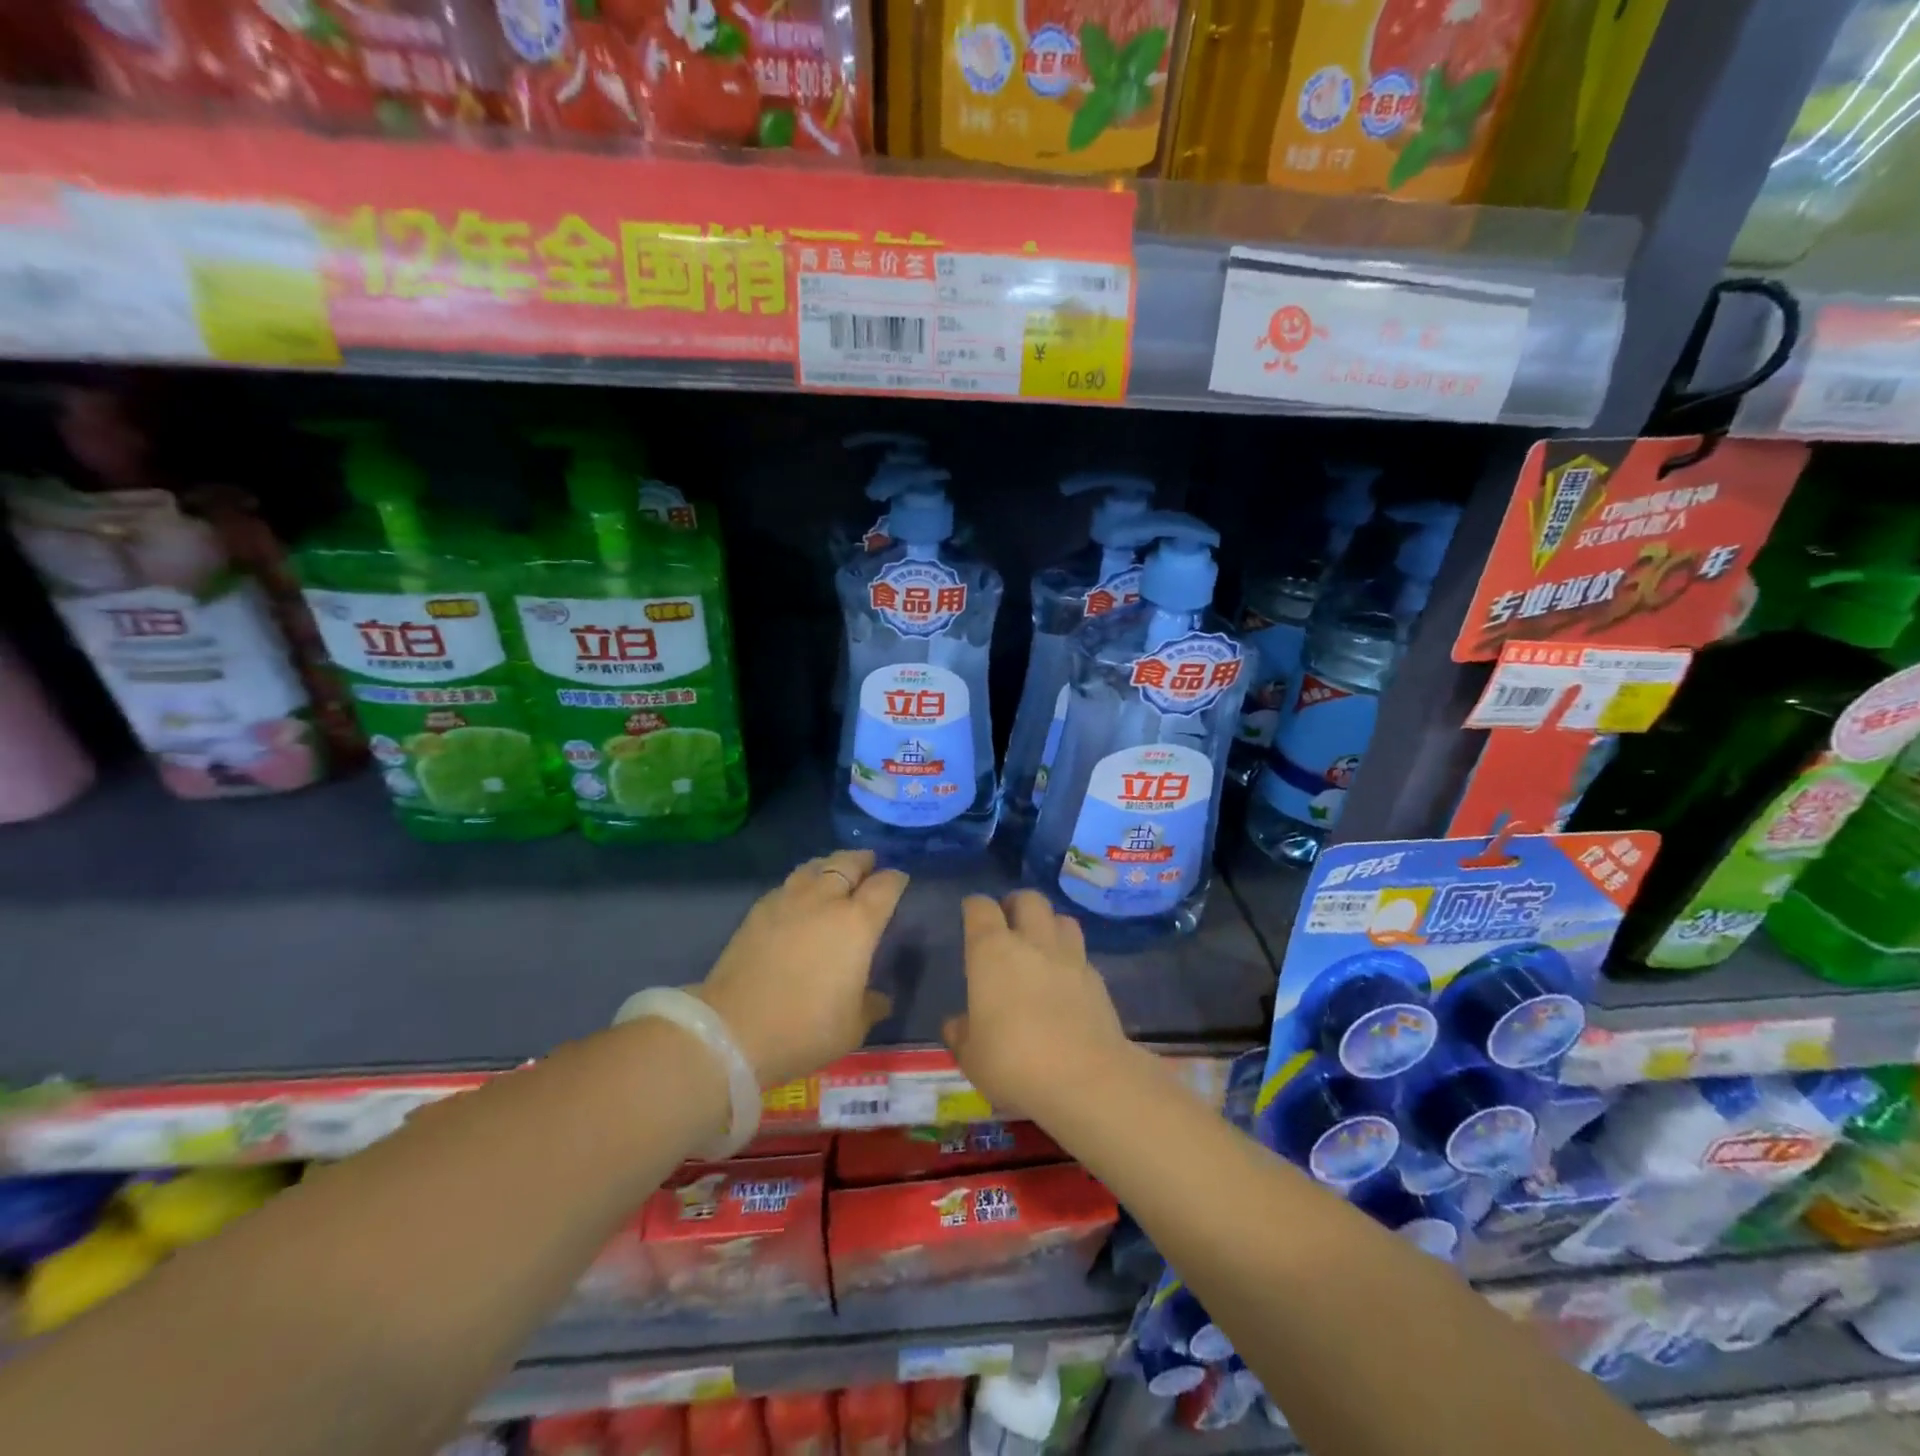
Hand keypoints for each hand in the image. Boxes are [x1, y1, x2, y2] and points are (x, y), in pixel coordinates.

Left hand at [697, 850, 907, 1087]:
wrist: (733, 1031)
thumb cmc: (804, 1029)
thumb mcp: (852, 1027)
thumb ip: (871, 1005)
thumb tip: (880, 998)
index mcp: (857, 923)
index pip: (885, 886)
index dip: (896, 880)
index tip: (900, 880)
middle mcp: (825, 900)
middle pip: (848, 863)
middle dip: (863, 861)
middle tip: (870, 864)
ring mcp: (788, 901)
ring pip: (815, 866)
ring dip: (830, 864)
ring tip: (835, 871)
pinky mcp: (758, 911)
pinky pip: (788, 884)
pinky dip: (801, 882)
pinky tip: (799, 896)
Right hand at [943, 891, 1131, 1114]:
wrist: (1086, 1078)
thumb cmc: (1014, 1062)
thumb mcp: (972, 1057)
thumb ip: (962, 1034)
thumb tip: (957, 1023)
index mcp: (992, 952)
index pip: (980, 908)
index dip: (974, 908)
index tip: (971, 915)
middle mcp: (1032, 942)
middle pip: (1028, 899)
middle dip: (1016, 905)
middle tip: (1008, 925)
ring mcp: (1070, 957)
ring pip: (1061, 919)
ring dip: (1049, 926)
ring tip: (1041, 947)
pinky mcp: (1097, 979)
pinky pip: (1081, 955)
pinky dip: (1071, 960)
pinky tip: (1065, 983)